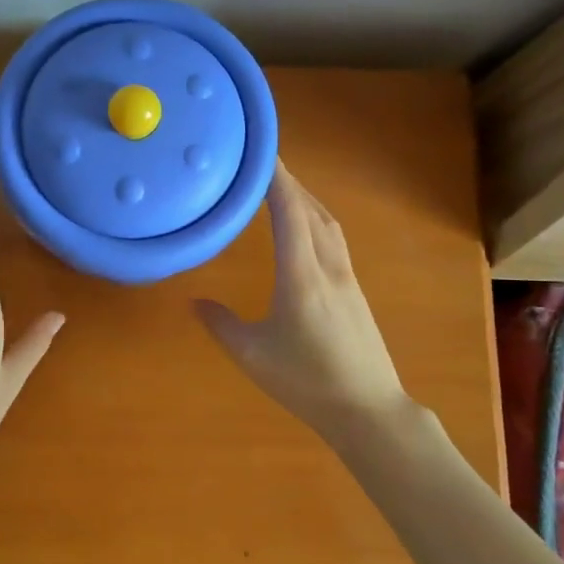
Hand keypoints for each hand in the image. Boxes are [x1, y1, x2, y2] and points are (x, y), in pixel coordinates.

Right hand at [194, 161, 406, 439]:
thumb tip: (194, 302)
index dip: (276, 179)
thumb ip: (221, 325)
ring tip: (281, 188)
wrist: (368, 409)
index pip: (290, 213)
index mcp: (302, 277)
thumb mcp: (253, 356)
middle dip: (289, 182)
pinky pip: (334, 240)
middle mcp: (328, 268)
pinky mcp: (355, 291)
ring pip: (328, 224)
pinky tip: (304, 229)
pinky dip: (316, 220)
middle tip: (262, 164)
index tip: (260, 154)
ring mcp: (347, 278)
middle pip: (312, 210)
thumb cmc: (307, 382)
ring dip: (305, 199)